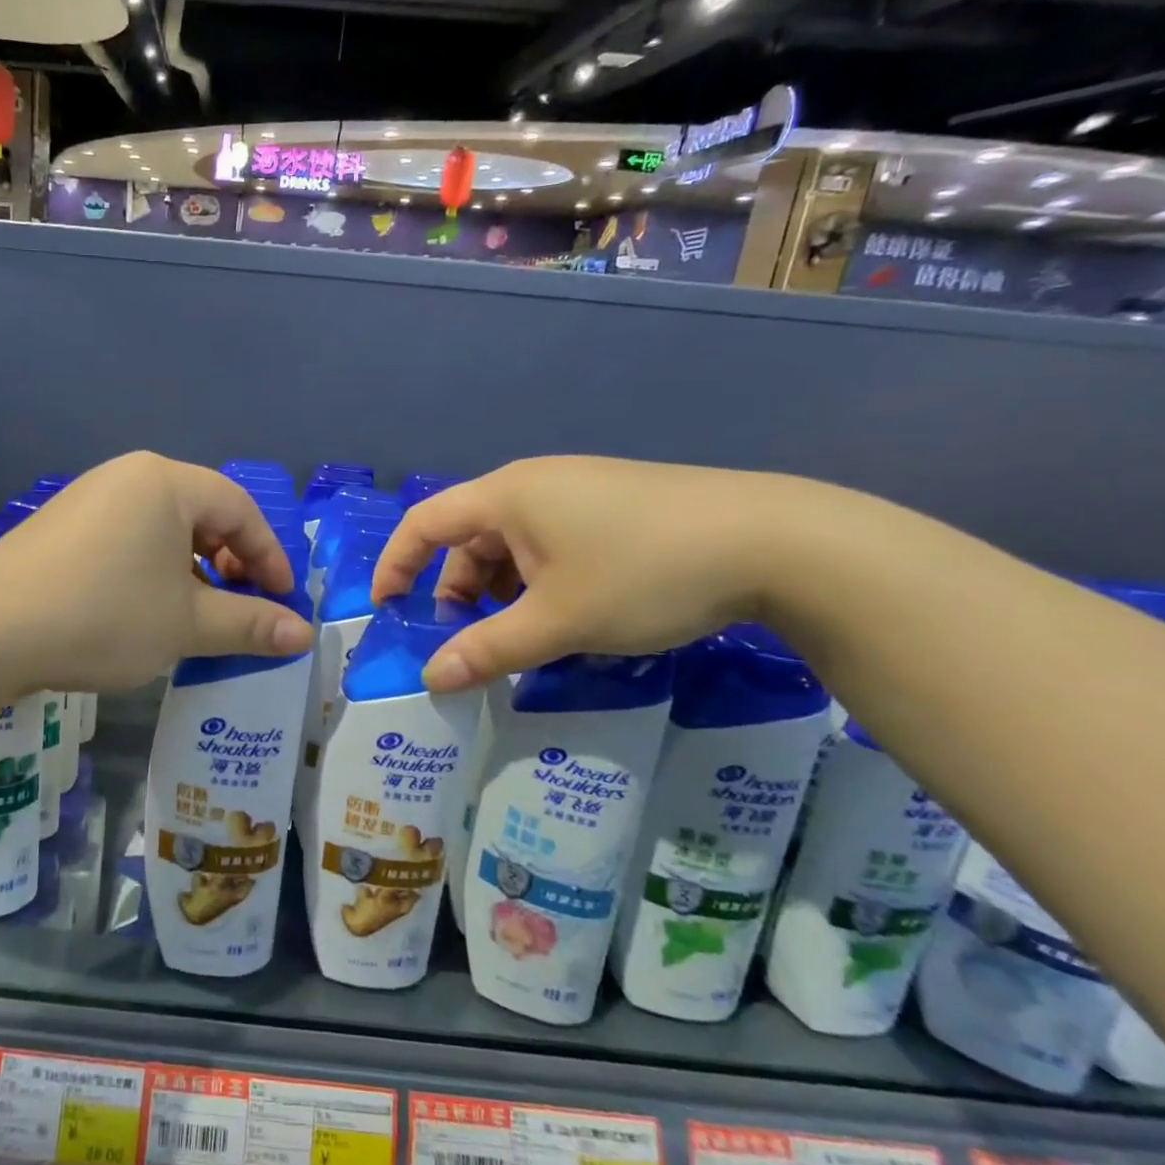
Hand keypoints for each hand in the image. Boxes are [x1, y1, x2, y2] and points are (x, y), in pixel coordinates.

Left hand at [0, 452, 313, 691]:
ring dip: (191, 570)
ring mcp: (88, 498)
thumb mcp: (186, 624)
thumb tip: (303, 635)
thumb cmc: (104, 615)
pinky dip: (151, 570)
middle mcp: (127, 476)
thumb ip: (250, 624)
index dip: (270, 555)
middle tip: (241, 606)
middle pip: (201, 513)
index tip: (283, 601)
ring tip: (194, 615)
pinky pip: (125, 538)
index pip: (240, 508)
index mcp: (165, 482)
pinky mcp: (60, 526)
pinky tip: (144, 610)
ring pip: (161, 528)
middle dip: (231, 562)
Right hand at [372, 456, 813, 691]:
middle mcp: (534, 484)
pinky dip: (541, 581)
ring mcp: (578, 491)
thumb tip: (432, 679)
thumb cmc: (644, 573)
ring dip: (504, 591)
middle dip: (458, 591)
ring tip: (528, 636)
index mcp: (506, 496)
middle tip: (472, 641)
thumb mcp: (559, 621)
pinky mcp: (614, 505)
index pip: (424, 523)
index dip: (396, 564)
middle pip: (469, 537)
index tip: (386, 609)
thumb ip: (489, 650)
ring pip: (514, 544)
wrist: (777, 541)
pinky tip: (571, 615)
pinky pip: (552, 543)